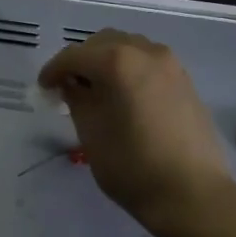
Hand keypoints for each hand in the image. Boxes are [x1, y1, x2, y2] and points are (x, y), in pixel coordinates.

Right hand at [38, 30, 235, 235]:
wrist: (192, 193)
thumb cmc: (132, 166)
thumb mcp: (91, 134)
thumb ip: (77, 100)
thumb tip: (72, 85)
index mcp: (118, 62)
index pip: (75, 56)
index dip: (54, 70)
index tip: (43, 88)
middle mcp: (146, 52)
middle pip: (103, 43)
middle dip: (82, 61)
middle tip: (68, 87)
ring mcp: (170, 65)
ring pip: (129, 48)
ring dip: (107, 62)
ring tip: (97, 91)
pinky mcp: (185, 81)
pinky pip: (149, 63)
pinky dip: (130, 70)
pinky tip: (124, 97)